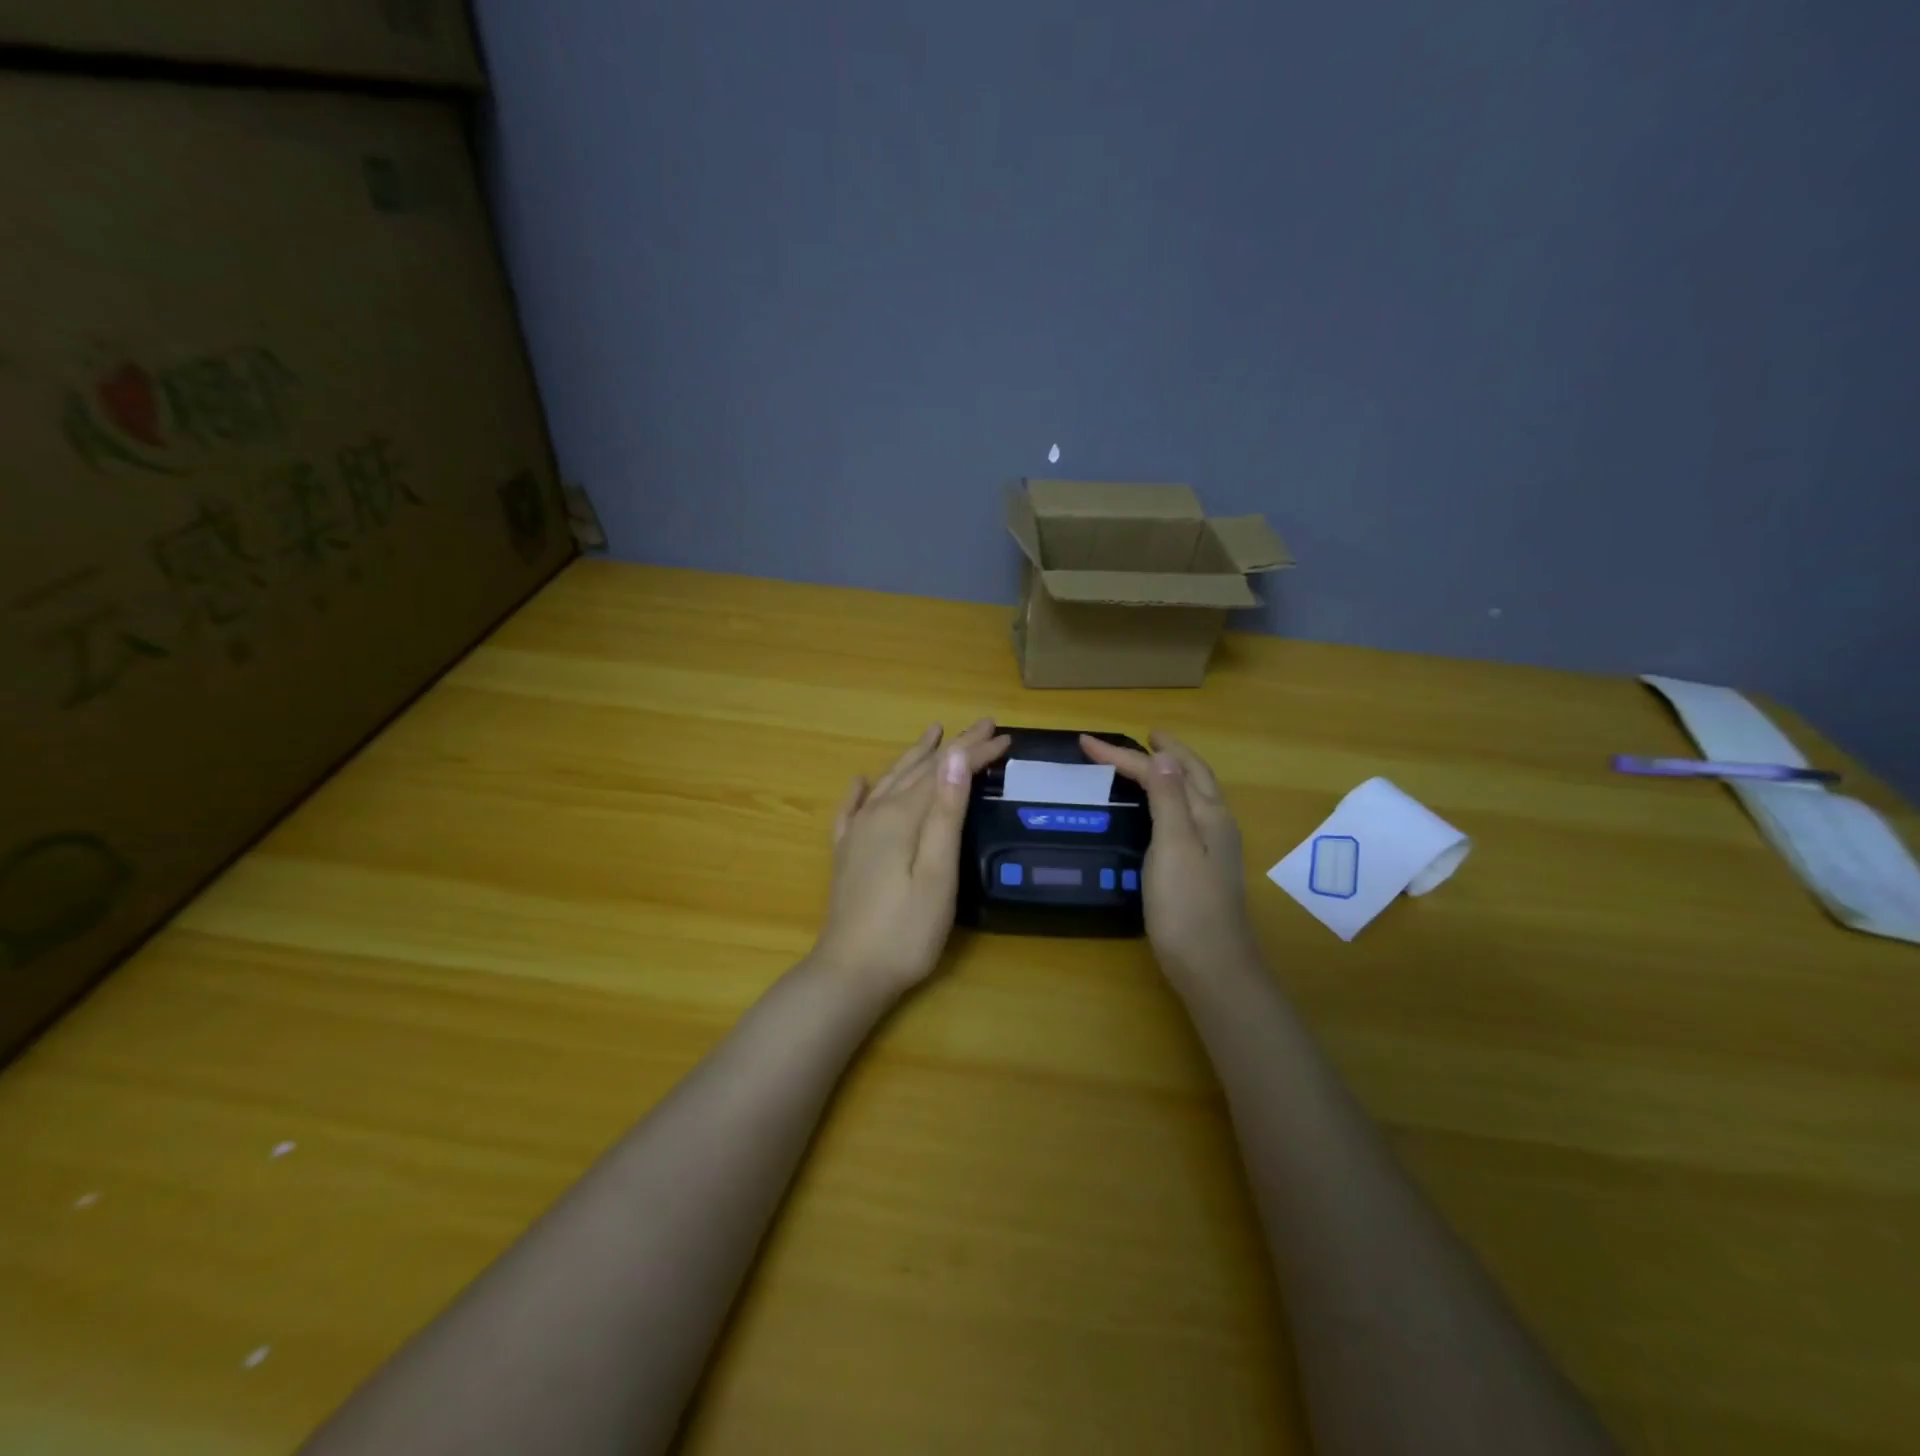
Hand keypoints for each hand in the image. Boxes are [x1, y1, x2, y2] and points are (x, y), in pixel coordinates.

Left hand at [811, 719, 1011, 997]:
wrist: (849, 973)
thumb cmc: (906, 930)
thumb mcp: (938, 873)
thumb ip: (944, 812)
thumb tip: (953, 756)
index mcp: (902, 817)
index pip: (944, 771)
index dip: (974, 751)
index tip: (1003, 735)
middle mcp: (876, 814)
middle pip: (918, 770)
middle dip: (952, 747)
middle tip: (981, 725)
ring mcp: (856, 834)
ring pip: (889, 782)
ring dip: (913, 757)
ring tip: (932, 734)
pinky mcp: (845, 855)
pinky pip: (850, 810)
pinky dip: (859, 790)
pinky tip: (861, 781)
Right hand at [1080, 731, 1260, 982]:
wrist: (1212, 966)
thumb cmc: (1186, 906)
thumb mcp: (1173, 846)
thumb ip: (1168, 800)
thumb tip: (1162, 757)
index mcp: (1208, 814)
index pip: (1163, 771)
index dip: (1125, 755)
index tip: (1087, 743)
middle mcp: (1216, 823)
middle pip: (1192, 774)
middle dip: (1168, 751)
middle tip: (1145, 737)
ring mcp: (1214, 847)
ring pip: (1194, 794)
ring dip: (1173, 772)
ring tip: (1152, 762)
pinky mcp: (1204, 867)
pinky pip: (1188, 815)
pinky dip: (1172, 797)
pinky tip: (1162, 811)